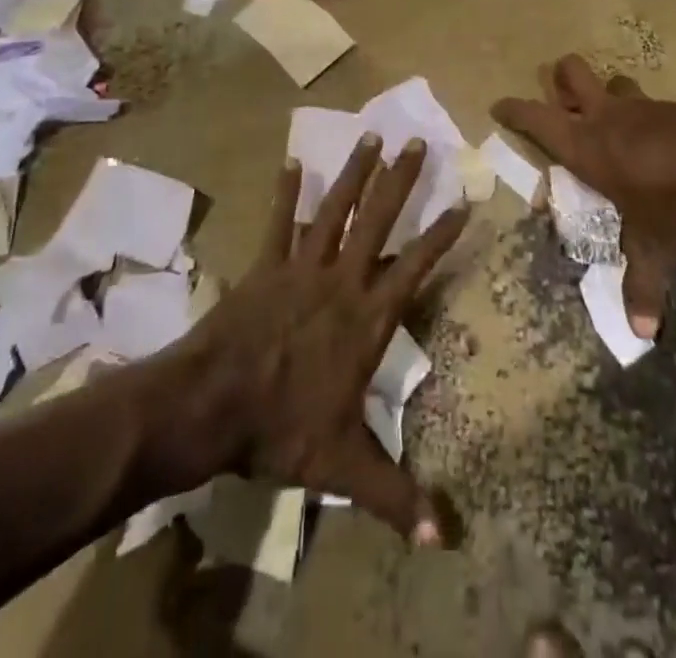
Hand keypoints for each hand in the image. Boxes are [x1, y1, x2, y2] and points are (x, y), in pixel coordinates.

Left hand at [156, 134, 467, 543]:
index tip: (463, 201)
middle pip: (377, 220)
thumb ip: (395, 496)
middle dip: (400, 180)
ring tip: (370, 136)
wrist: (212, 404)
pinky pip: (278, 222)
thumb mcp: (343, 466)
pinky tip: (291, 162)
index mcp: (366, 318)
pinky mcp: (265, 265)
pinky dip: (285, 192)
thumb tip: (446, 539)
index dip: (441, 235)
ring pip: (334, 209)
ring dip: (354, 172)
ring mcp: (300, 267)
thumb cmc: (282, 428)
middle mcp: (340, 281)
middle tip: (417, 141)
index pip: (415, 267)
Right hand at [494, 56, 675, 339]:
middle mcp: (605, 117)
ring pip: (612, 82)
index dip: (513, 111)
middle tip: (561, 99)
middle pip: (570, 72)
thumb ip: (642, 285)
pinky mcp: (671, 105)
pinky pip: (647, 101)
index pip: (534, 118)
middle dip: (560, 78)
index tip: (498, 106)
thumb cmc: (673, 198)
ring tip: (612, 117)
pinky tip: (658, 138)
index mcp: (584, 144)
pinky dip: (643, 113)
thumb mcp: (653, 245)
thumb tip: (641, 334)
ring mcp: (639, 105)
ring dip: (607, 93)